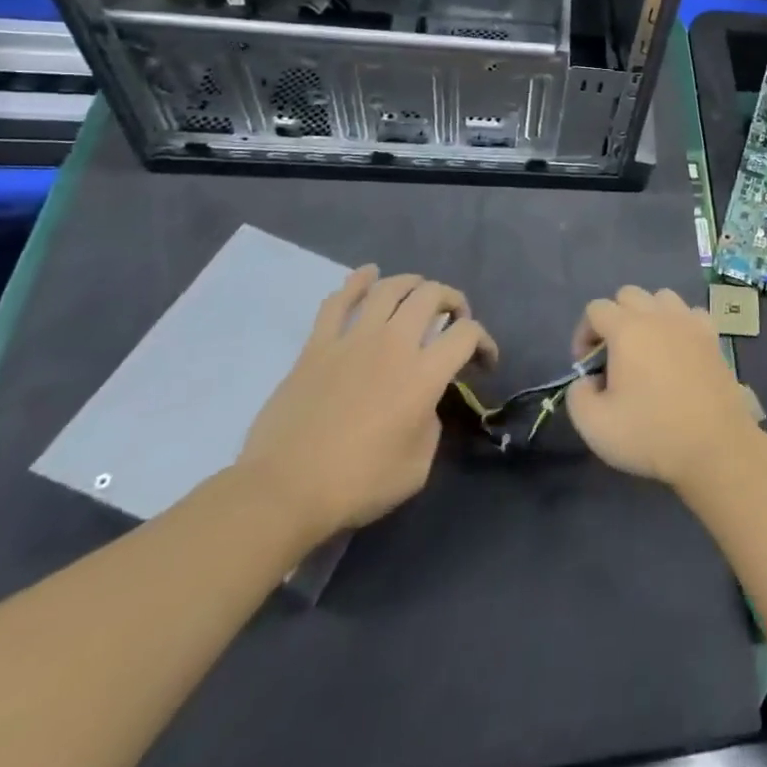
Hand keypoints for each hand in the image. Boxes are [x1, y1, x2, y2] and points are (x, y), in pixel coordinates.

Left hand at [238, 267, 496, 546]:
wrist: (282, 492)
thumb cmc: (357, 484)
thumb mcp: (418, 464)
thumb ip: (430, 422)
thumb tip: (422, 404)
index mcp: (424, 374)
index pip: (468, 334)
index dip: (484, 342)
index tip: (483, 362)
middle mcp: (394, 344)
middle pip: (432, 296)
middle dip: (453, 301)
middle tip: (453, 321)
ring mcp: (353, 340)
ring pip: (390, 288)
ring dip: (412, 284)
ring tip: (418, 294)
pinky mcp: (317, 346)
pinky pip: (338, 302)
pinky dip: (357, 281)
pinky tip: (368, 274)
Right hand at [564, 286, 760, 490]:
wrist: (714, 445)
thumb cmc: (651, 433)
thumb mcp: (594, 425)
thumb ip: (578, 395)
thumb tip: (587, 380)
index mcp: (627, 329)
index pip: (596, 309)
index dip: (583, 334)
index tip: (588, 367)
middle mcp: (658, 315)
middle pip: (628, 295)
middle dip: (614, 319)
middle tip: (614, 356)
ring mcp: (689, 321)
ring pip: (662, 298)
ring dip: (648, 315)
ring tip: (647, 350)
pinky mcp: (713, 335)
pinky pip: (690, 313)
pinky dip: (680, 324)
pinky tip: (679, 351)